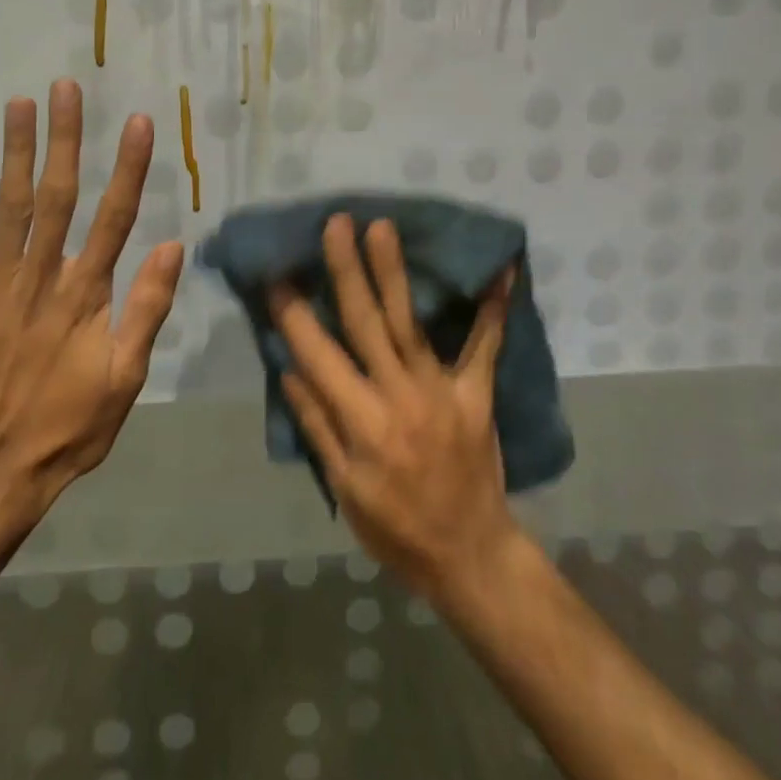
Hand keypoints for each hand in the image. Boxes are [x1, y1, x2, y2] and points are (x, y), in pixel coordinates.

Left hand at [0, 79, 183, 523]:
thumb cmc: (69, 426)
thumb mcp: (126, 380)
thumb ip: (146, 310)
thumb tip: (171, 245)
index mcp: (85, 296)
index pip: (114, 218)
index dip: (128, 168)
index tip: (137, 122)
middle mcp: (40, 278)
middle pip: (56, 196)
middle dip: (64, 139)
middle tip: (66, 88)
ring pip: (9, 207)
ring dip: (15, 152)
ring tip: (20, 103)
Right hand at [270, 214, 520, 603]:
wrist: (469, 555)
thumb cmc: (395, 529)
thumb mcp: (344, 489)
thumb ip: (318, 426)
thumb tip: (290, 370)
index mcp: (362, 423)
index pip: (319, 356)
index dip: (295, 315)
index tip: (277, 275)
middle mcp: (399, 395)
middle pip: (366, 323)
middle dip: (347, 271)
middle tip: (337, 224)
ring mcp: (441, 390)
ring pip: (411, 322)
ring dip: (395, 272)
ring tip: (383, 228)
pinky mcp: (476, 393)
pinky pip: (486, 346)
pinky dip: (494, 308)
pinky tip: (504, 270)